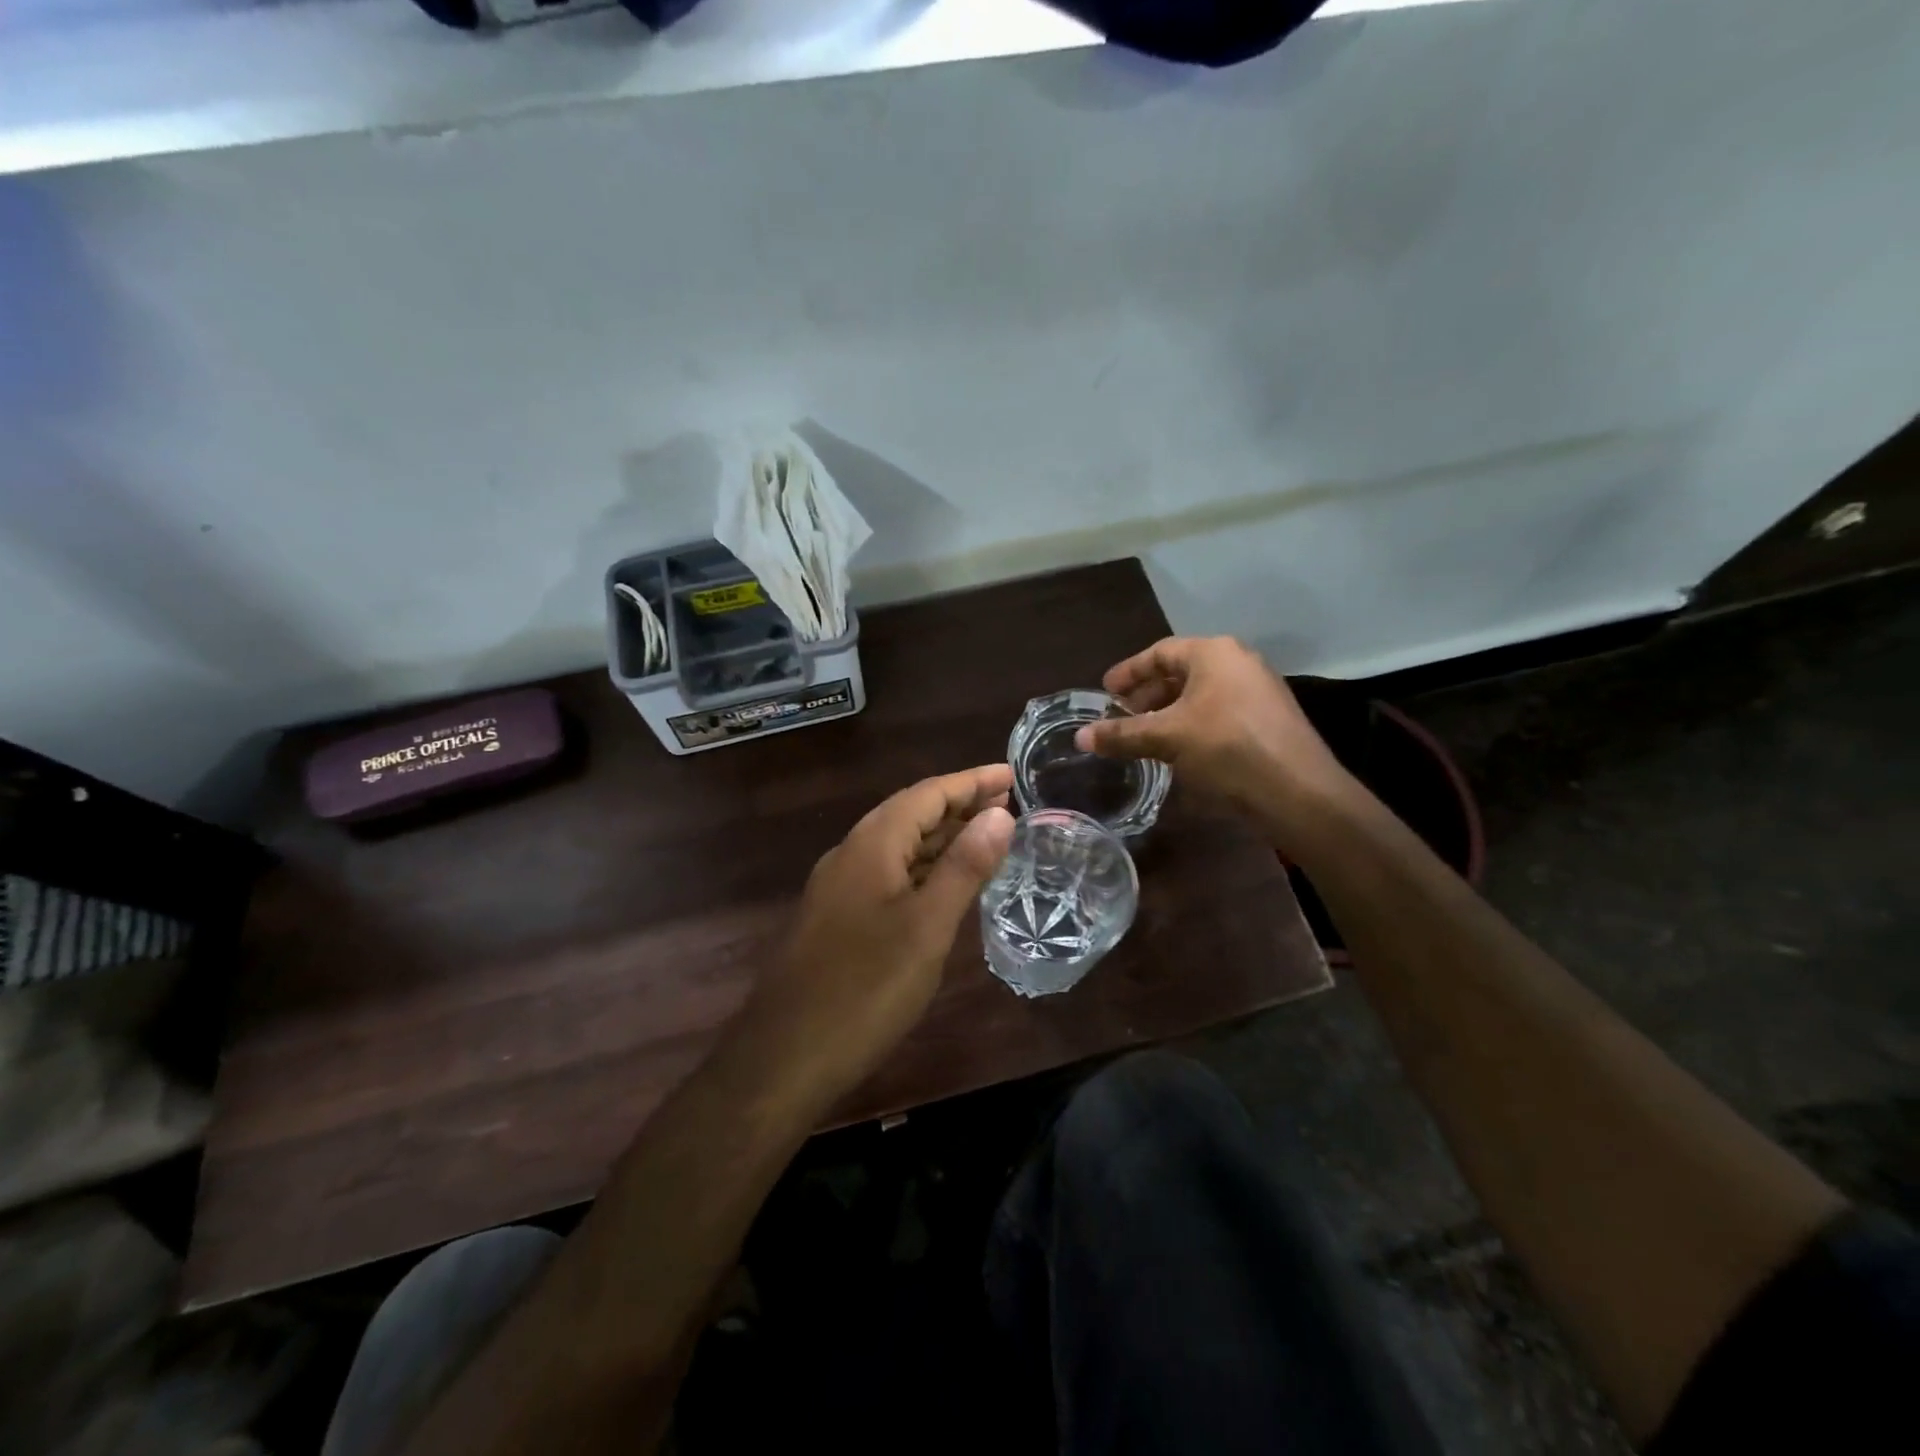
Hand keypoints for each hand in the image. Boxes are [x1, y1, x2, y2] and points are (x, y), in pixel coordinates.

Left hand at [741, 765, 1015, 1103]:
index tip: (1012, 773)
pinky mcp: (838, 919)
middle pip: (911, 814)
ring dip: (943, 838)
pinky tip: (947, 886)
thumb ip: (964, 867)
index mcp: (871, 844)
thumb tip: (999, 814)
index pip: (928, 793)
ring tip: (989, 836)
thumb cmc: (865, 988)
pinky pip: (889, 875)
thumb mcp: (927, 927)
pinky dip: (924, 870)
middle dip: (960, 805)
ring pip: (900, 847)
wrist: (785, 1057)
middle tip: (1009, 804)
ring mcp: (840, 888)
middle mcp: (851, 854)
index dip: (971, 781)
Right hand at [1074, 636, 1359, 841]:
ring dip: (1169, 711)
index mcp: (1213, 653)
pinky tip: (1179, 748)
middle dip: (1148, 693)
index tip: (1105, 691)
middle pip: (1181, 671)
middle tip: (1122, 715)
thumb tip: (1080, 737)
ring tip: (1145, 734)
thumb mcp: (1166, 738)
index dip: (1128, 672)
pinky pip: (1219, 710)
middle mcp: (1238, 661)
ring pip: (1201, 693)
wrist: (1297, 790)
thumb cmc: (1226, 748)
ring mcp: (1258, 689)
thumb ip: (1122, 734)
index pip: (1160, 652)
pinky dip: (1192, 723)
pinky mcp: (1268, 718)